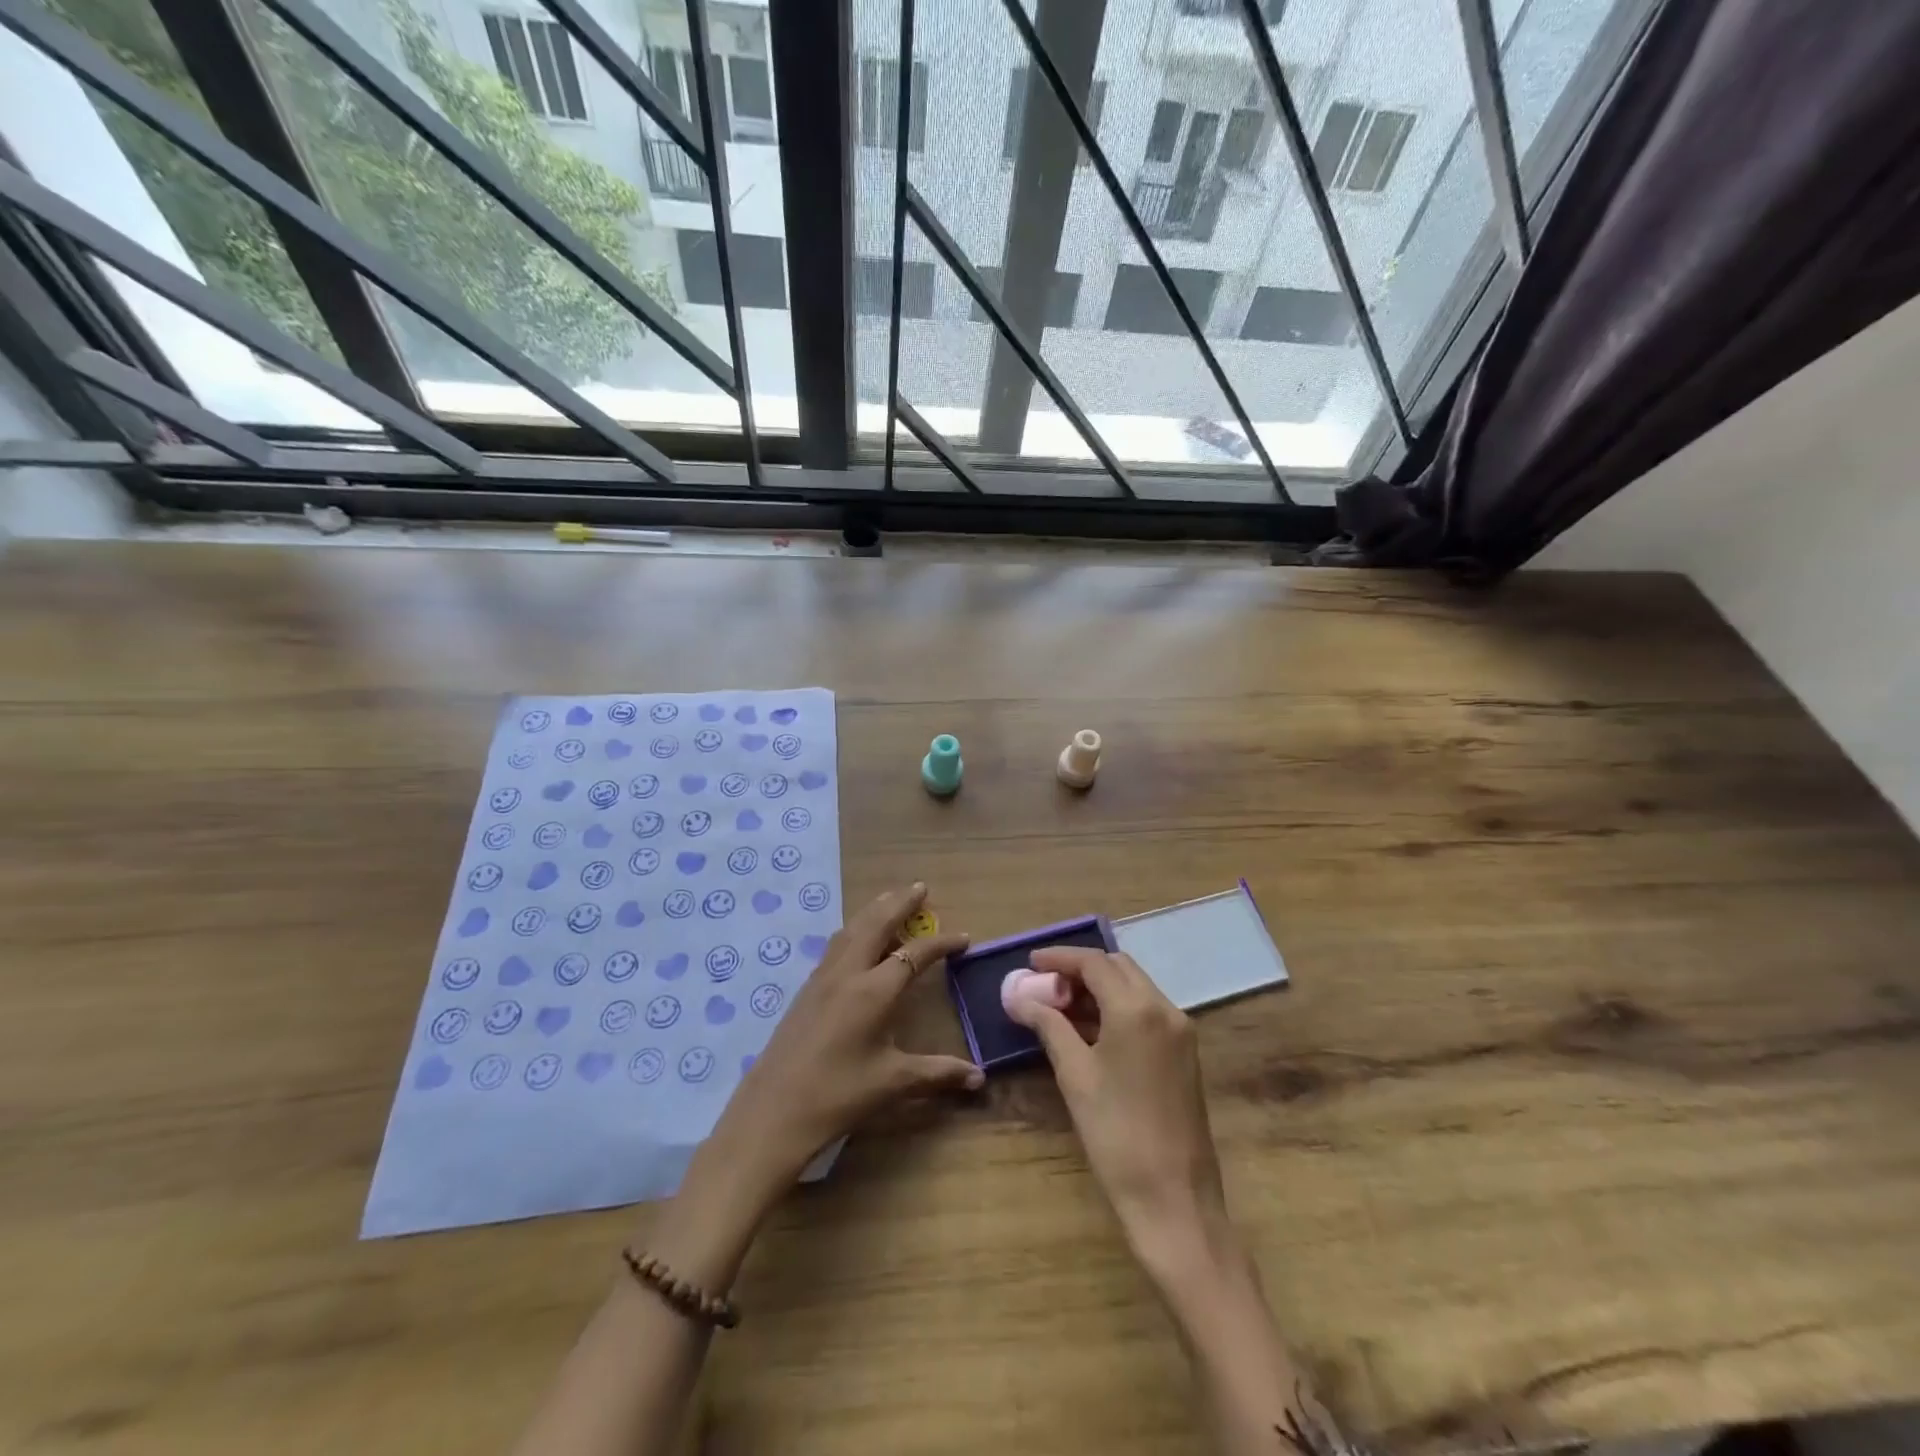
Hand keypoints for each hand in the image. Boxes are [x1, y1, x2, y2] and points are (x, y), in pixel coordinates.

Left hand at [710, 882, 980, 1190]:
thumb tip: (979, 1078)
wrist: (772, 1113)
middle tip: (920, 888)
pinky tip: (857, 939)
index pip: (915, 953)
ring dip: (874, 911)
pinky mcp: (806, 989)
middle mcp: (848, 973)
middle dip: (900, 903)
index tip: (964, 938)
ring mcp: (822, 978)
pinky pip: (836, 944)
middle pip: (876, 923)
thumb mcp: (892, 1083)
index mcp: (874, 990)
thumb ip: (938, 1073)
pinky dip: (855, 930)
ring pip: (852, 929)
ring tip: (891, 902)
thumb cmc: (837, 1096)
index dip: (942, 943)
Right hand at [1004, 946, 1233, 1270]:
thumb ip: (1048, 1026)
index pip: (1094, 962)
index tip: (1030, 963)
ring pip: (1135, 987)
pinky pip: (1147, 1011)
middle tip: (1045, 985)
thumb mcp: (1075, 1075)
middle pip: (1118, 968)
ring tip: (1061, 1006)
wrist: (1174, 1199)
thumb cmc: (1116, 1134)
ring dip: (1099, 988)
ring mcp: (1180, 1031)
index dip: (1059, 958)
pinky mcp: (1184, 1053)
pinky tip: (1090, 1029)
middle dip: (1080, 969)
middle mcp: (1165, 1009)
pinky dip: (1117, 1008)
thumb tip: (1019, 997)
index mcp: (1138, 1008)